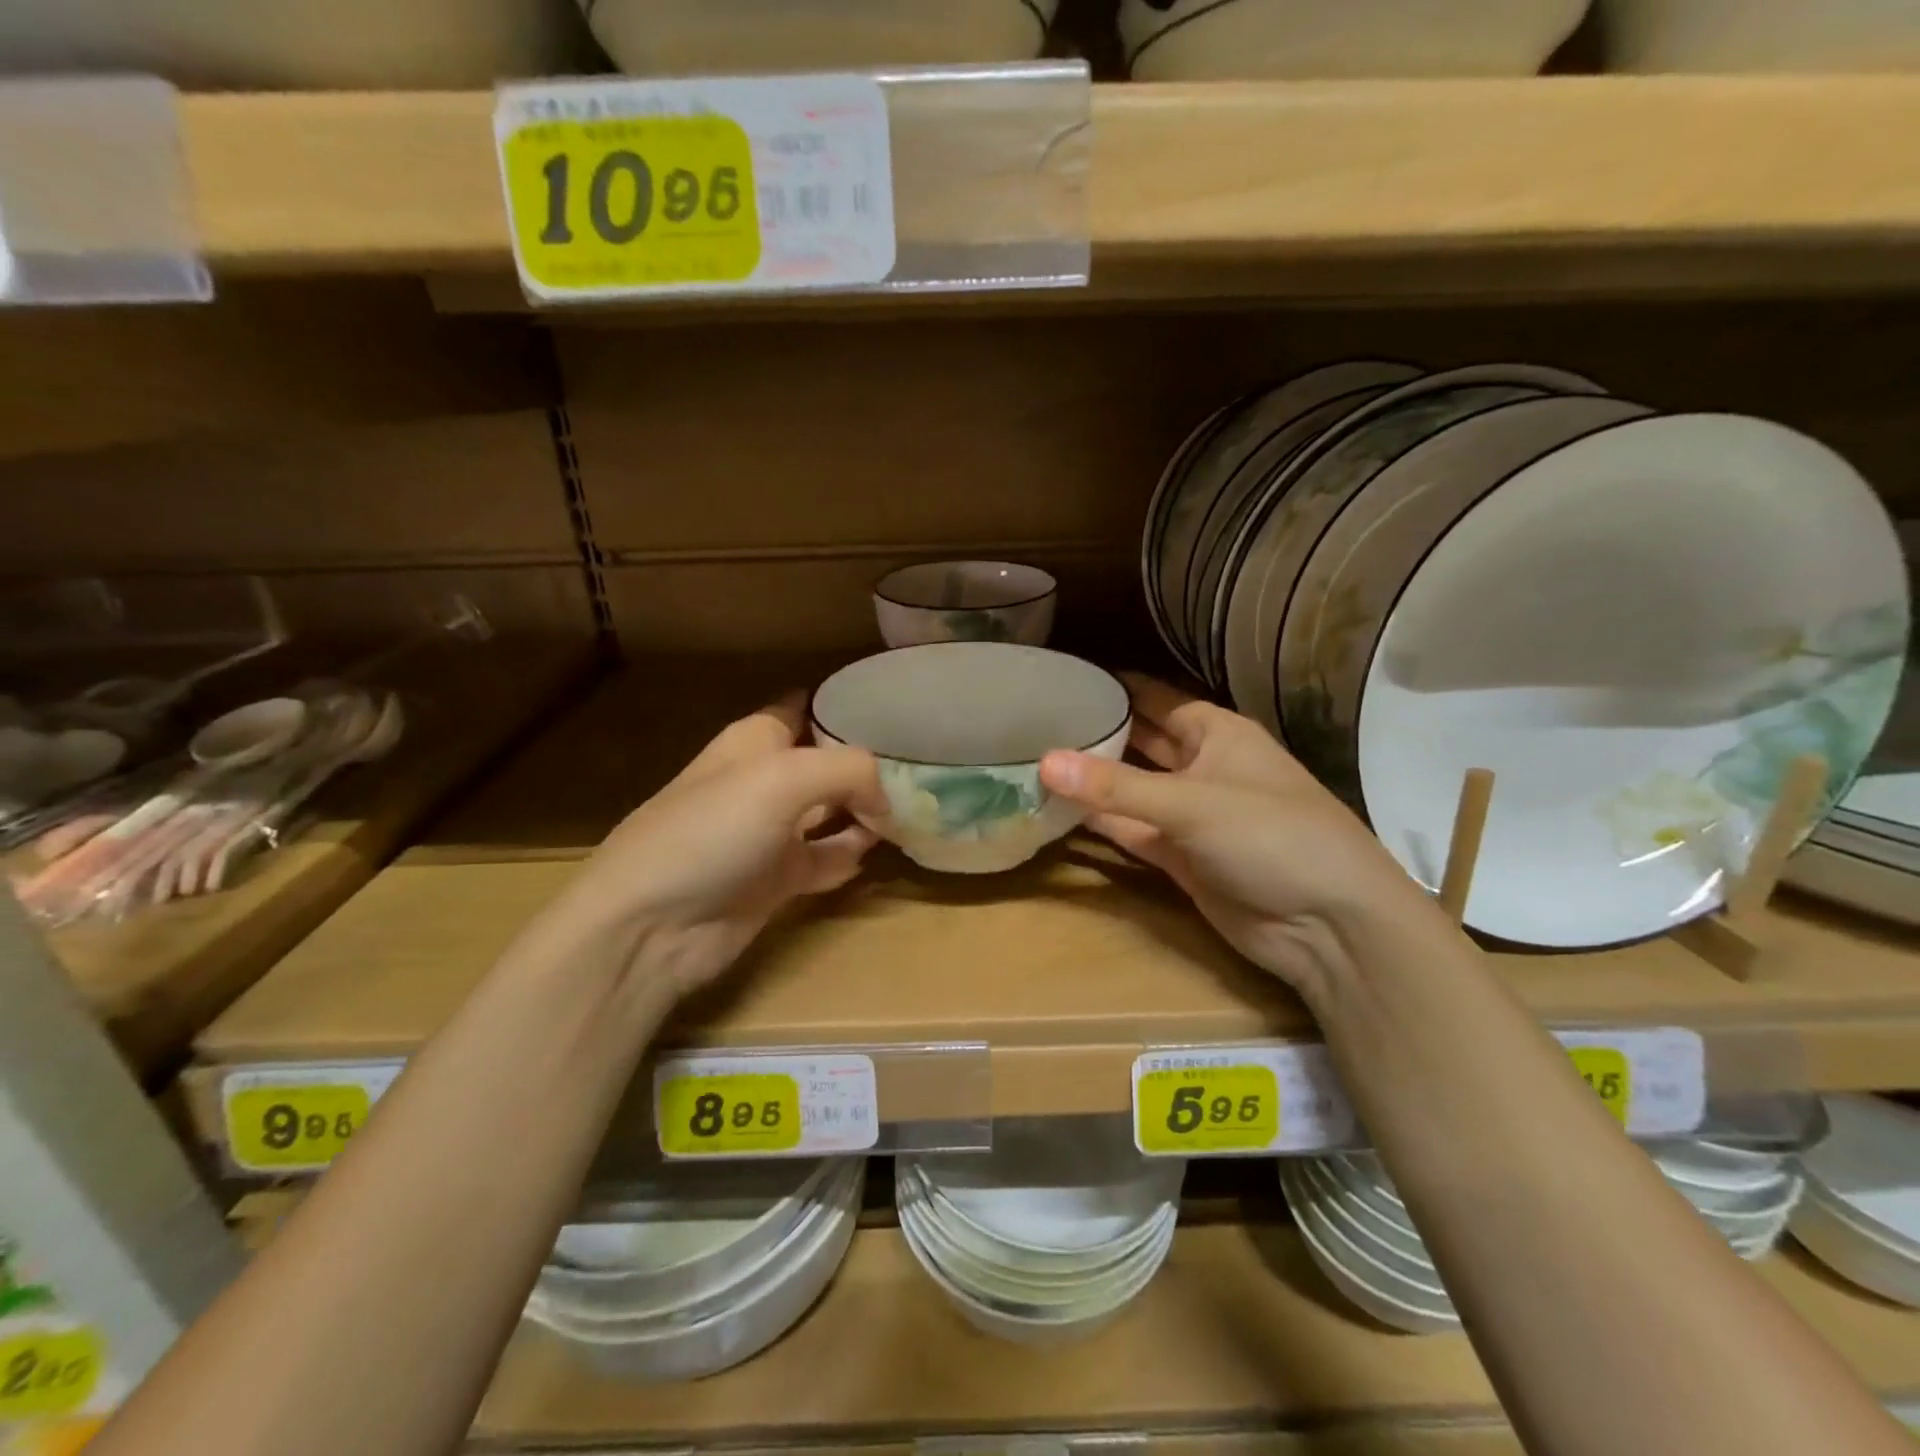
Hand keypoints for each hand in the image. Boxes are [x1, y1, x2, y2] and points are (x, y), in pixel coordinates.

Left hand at [543, 696, 885, 1002]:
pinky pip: (827, 859)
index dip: (848, 708)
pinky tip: (871, 855)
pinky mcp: (779, 879)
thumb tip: (886, 803)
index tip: (899, 714)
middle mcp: (765, 781)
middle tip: (923, 772)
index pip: (808, 708)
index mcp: (756, 741)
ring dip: (867, 814)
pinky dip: (849, 856)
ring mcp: (772, 832)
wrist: (652, 925)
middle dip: (869, 766)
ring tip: (912, 815)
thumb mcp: (785, 778)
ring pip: (833, 811)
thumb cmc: (713, 831)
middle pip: (828, 762)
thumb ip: (850, 771)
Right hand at [1039, 676, 1439, 995]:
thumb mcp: (1192, 803)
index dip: (1119, 689)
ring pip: (1132, 790)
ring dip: (1094, 782)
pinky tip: (1060, 811)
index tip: (1068, 680)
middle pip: (1142, 743)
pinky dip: (1102, 823)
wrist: (1326, 925)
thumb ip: (1116, 786)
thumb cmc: (1271, 836)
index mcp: (1218, 734)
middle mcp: (1202, 768)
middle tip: (1037, 721)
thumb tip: (1043, 761)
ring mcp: (1190, 816)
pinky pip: (1132, 832)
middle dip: (1100, 734)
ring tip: (1035, 761)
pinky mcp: (1180, 858)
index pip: (1158, 700)